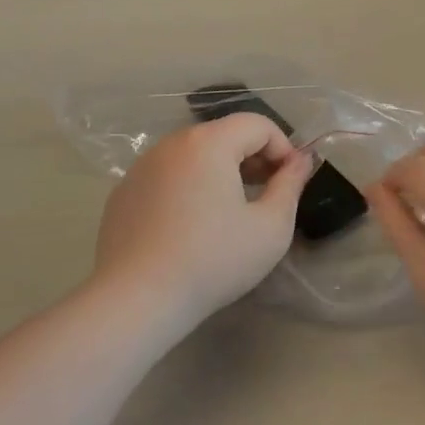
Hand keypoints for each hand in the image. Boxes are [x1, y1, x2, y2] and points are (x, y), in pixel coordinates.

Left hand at [93, 114, 315, 329]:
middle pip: (224, 135)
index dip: (282, 147)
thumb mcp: (270, 227)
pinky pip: (167, 176)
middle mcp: (172, 143)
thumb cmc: (213, 260)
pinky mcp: (123, 192)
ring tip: (231, 211)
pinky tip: (191, 227)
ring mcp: (142, 166)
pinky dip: (188, 187)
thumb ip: (290, 185)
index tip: (290, 182)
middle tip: (266, 194)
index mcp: (209, 142)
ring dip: (220, 171)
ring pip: (194, 155)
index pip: (257, 124)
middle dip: (252, 157)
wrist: (137, 300)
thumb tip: (301, 161)